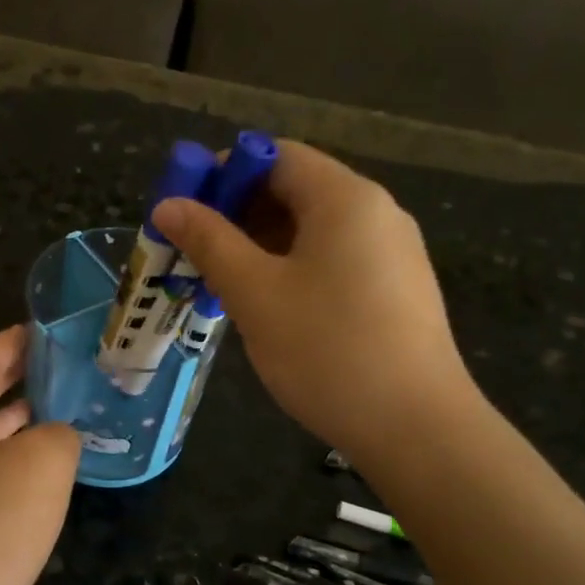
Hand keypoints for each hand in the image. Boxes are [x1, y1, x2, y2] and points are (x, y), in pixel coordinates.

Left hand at [0, 326, 80, 584]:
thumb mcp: (43, 461)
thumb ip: (60, 433)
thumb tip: (59, 437)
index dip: (13, 341)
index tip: (46, 330)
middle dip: (22, 380)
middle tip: (67, 368)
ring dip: (26, 425)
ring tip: (70, 414)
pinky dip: (23, 464)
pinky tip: (54, 475)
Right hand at [151, 140, 471, 454]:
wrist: (416, 428)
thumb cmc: (327, 349)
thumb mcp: (255, 293)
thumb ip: (210, 242)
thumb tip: (168, 205)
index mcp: (345, 198)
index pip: (276, 156)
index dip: (224, 173)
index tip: (184, 209)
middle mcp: (376, 212)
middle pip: (295, 190)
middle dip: (237, 212)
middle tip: (192, 250)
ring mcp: (392, 253)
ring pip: (312, 230)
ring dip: (260, 244)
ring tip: (219, 281)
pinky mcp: (395, 290)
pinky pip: (333, 259)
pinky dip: (292, 268)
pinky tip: (266, 305)